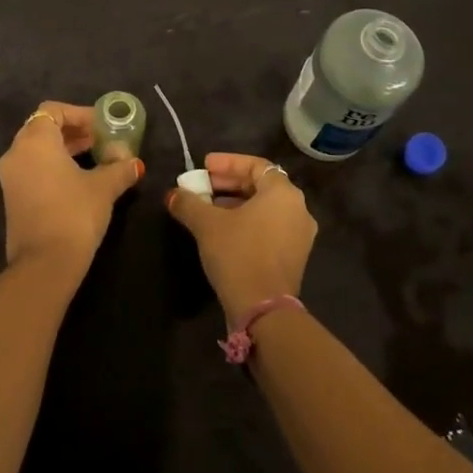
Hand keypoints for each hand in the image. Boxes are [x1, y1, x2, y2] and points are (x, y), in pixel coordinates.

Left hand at [0, 101, 143, 280]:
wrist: (45, 265)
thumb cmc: (74, 213)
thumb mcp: (104, 187)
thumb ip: (119, 168)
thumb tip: (134, 162)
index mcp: (35, 141)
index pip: (53, 110)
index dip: (80, 114)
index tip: (103, 126)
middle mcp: (16, 154)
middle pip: (44, 129)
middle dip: (74, 132)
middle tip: (102, 141)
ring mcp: (10, 178)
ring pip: (38, 151)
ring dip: (66, 150)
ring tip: (96, 160)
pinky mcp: (13, 199)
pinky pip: (33, 169)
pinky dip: (54, 167)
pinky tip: (80, 181)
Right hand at [167, 153, 316, 326]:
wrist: (264, 310)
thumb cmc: (238, 254)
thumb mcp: (207, 224)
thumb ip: (188, 203)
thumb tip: (172, 194)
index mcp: (283, 194)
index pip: (256, 165)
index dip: (228, 162)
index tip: (204, 166)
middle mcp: (298, 209)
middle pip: (261, 185)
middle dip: (229, 183)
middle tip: (202, 186)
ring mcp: (299, 235)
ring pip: (265, 208)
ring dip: (236, 203)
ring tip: (208, 208)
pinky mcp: (294, 257)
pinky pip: (270, 227)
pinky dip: (247, 222)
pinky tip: (223, 231)